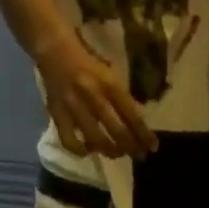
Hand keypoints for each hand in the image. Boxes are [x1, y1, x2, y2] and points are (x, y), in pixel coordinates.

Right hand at [39, 42, 157, 158]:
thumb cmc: (89, 64)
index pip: (132, 115)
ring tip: (117, 153)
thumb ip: (122, 98)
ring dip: (110, 151)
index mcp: (110, 84)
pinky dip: (80, 150)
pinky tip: (89, 150)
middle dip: (131, 147)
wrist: (55, 51)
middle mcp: (93, 96)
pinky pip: (69, 140)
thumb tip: (137, 124)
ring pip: (95, 139)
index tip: (153, 147)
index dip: (144, 135)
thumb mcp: (111, 75)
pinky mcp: (57, 114)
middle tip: (139, 156)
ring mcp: (74, 107)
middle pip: (117, 131)